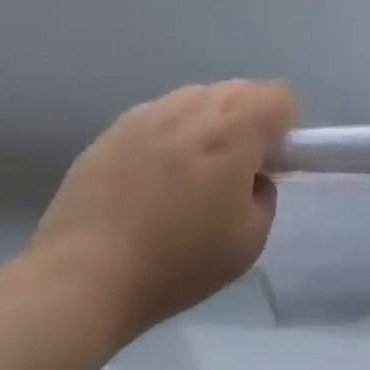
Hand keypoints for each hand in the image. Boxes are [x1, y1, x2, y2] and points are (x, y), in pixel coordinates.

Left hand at [29, 80, 298, 338]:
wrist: (83, 279)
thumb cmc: (179, 262)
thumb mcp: (251, 239)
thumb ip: (264, 195)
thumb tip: (251, 179)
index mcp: (233, 132)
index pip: (277, 95)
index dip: (285, 125)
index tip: (274, 160)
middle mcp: (190, 111)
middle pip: (237, 90)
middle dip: (249, 119)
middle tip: (238, 167)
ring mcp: (144, 118)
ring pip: (194, 98)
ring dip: (208, 122)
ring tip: (192, 170)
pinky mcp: (109, 133)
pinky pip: (156, 117)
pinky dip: (169, 135)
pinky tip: (153, 178)